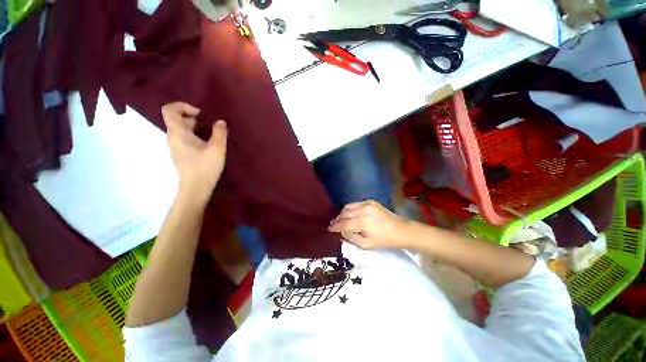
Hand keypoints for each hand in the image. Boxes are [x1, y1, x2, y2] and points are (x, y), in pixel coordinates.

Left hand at [162, 102, 227, 203]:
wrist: (195, 188)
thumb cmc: (205, 167)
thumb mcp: (217, 149)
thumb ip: (219, 133)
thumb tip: (220, 121)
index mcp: (178, 133)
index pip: (169, 110)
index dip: (183, 106)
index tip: (200, 113)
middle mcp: (172, 137)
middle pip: (175, 118)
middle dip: (191, 116)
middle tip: (208, 123)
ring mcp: (175, 146)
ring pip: (180, 129)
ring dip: (193, 126)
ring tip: (210, 133)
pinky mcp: (180, 154)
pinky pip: (183, 137)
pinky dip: (193, 135)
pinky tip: (206, 143)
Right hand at [328, 200, 409, 248]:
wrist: (401, 230)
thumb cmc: (385, 240)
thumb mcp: (367, 244)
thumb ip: (352, 237)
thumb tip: (342, 231)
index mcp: (363, 222)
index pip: (344, 224)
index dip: (335, 226)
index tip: (329, 228)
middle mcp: (363, 210)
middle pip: (344, 213)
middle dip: (337, 219)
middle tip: (333, 224)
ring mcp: (367, 204)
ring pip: (348, 206)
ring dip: (342, 213)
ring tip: (340, 219)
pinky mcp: (370, 201)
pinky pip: (355, 203)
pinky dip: (350, 208)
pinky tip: (350, 213)